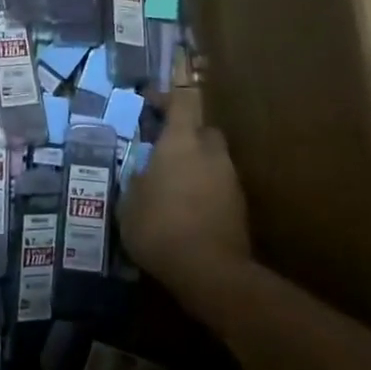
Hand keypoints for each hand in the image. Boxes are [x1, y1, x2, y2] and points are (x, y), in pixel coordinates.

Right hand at [119, 84, 252, 298]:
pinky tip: (188, 213)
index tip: (150, 102)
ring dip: (197, 166)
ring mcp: (230, 179)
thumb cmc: (160, 227)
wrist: (210, 272)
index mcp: (181, 142)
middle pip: (202, 129)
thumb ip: (136, 182)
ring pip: (213, 160)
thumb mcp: (129, 204)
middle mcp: (210, 152)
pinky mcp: (241, 207)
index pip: (182, 101)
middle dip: (185, 135)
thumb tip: (141, 176)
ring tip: (173, 188)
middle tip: (163, 152)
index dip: (166, 97)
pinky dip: (206, 192)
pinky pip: (220, 187)